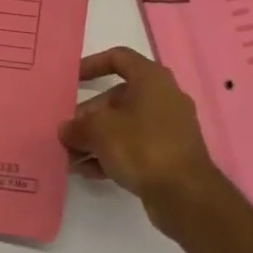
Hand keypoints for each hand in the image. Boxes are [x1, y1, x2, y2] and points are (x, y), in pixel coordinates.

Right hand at [59, 47, 229, 229]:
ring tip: (71, 157)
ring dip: (96, 139)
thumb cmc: (142, 147)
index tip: (70, 80)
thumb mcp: (100, 132)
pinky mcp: (169, 154)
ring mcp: (168, 127)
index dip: (91, 65)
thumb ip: (77, 127)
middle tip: (67, 132)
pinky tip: (89, 171)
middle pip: (117, 98)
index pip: (118, 58)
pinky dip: (113, 154)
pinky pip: (135, 146)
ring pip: (124, 125)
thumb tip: (66, 130)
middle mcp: (163, 97)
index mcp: (151, 78)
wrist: (186, 194)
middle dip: (88, 115)